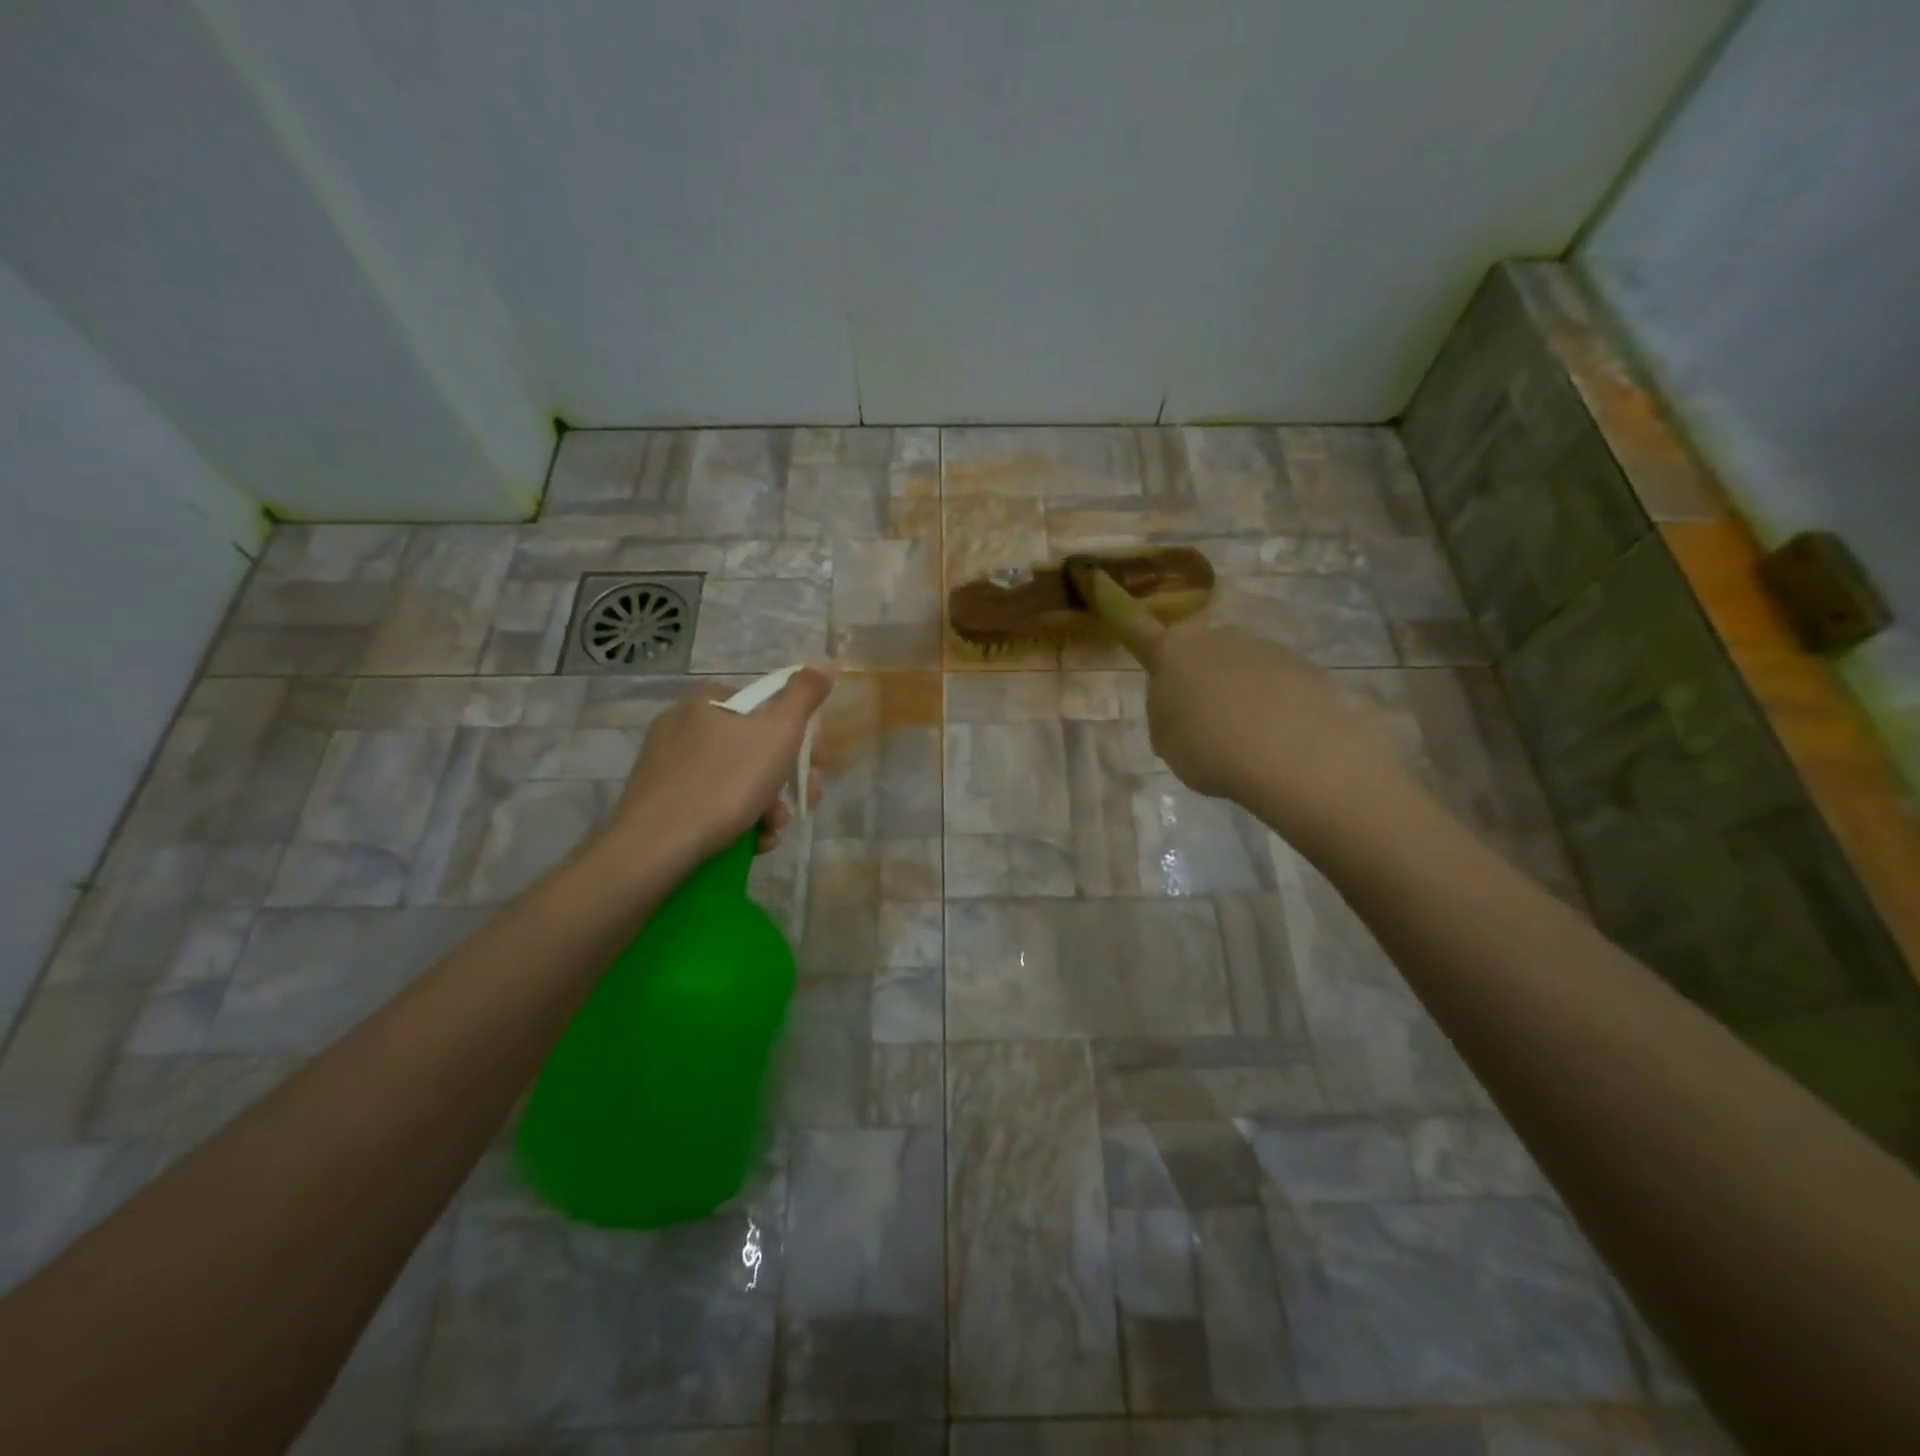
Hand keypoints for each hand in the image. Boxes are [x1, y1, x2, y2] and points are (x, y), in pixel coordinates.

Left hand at [605, 668, 835, 865]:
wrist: (658, 843)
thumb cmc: (727, 781)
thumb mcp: (780, 732)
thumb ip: (804, 696)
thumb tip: (824, 665)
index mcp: (709, 700)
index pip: (766, 705)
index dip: (798, 734)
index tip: (816, 764)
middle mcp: (682, 724)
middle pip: (753, 746)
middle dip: (784, 778)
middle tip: (803, 802)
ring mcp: (667, 763)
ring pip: (734, 778)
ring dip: (766, 804)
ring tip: (772, 830)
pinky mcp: (658, 799)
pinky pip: (710, 802)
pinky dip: (737, 819)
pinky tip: (751, 840)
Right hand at [1105, 604, 1414, 836]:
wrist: (1295, 753)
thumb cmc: (1209, 748)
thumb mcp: (1166, 741)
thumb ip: (1167, 714)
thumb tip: (1184, 703)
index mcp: (1172, 652)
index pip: (1140, 629)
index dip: (1120, 610)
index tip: (1100, 577)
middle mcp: (1217, 638)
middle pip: (1199, 652)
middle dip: (1199, 677)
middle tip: (1202, 723)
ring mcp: (1264, 648)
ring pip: (1240, 669)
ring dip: (1238, 695)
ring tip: (1246, 742)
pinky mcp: (1304, 667)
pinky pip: (1276, 686)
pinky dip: (1273, 707)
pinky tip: (1278, 742)